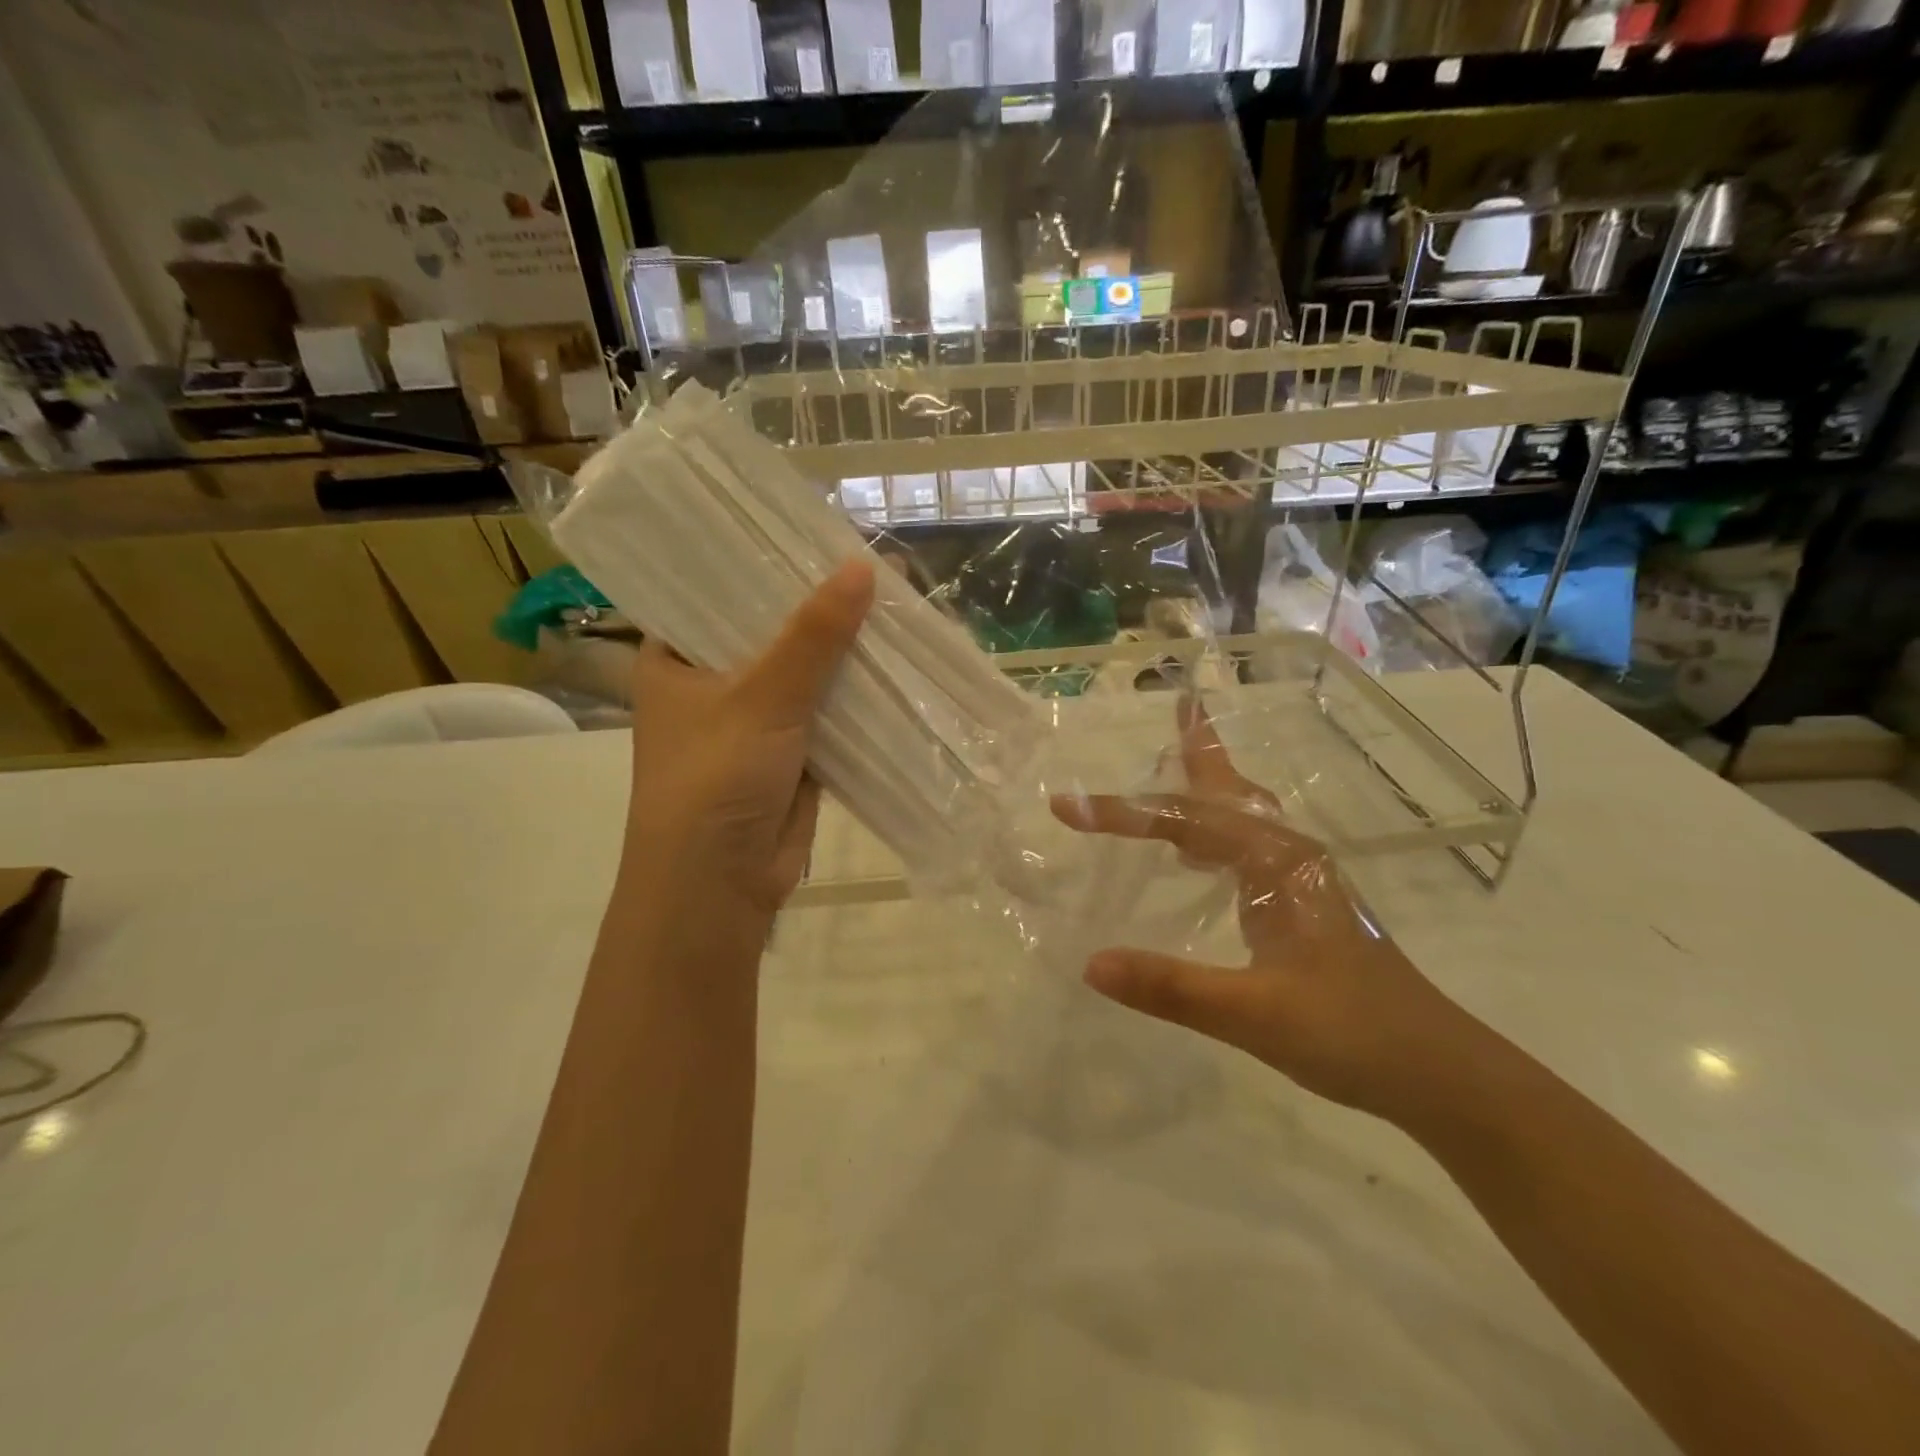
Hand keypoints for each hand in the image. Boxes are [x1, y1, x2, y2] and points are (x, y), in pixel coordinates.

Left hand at [621, 560, 874, 929]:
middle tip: (869, 565)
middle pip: (770, 631)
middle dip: (818, 608)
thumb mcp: (761, 698)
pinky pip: (829, 711)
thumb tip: (864, 567)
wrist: (720, 886)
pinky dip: (856, 694)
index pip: (717, 593)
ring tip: (894, 604)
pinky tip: (895, 662)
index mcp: (674, 658)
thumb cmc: (715, 780)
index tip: (811, 532)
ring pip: (805, 673)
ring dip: (843, 652)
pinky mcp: (792, 751)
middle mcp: (712, 682)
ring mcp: (755, 719)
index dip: (763, 563)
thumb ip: (813, 636)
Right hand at [1051, 697, 1487, 1123]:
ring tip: (1179, 758)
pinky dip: (1213, 832)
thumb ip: (1172, 987)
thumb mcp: (1254, 1015)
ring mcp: (1300, 880)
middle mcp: (1289, 856)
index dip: (1122, 813)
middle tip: (1179, 706)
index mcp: (1277, 863)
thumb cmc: (1353, 1035)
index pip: (1185, 822)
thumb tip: (1091, 963)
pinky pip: (1245, 848)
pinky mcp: (1301, 905)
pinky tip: (1197, 854)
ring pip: (1242, 816)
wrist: (1441, 1073)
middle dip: (1199, 750)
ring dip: (1207, 786)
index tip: (1066, 808)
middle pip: (1229, 791)